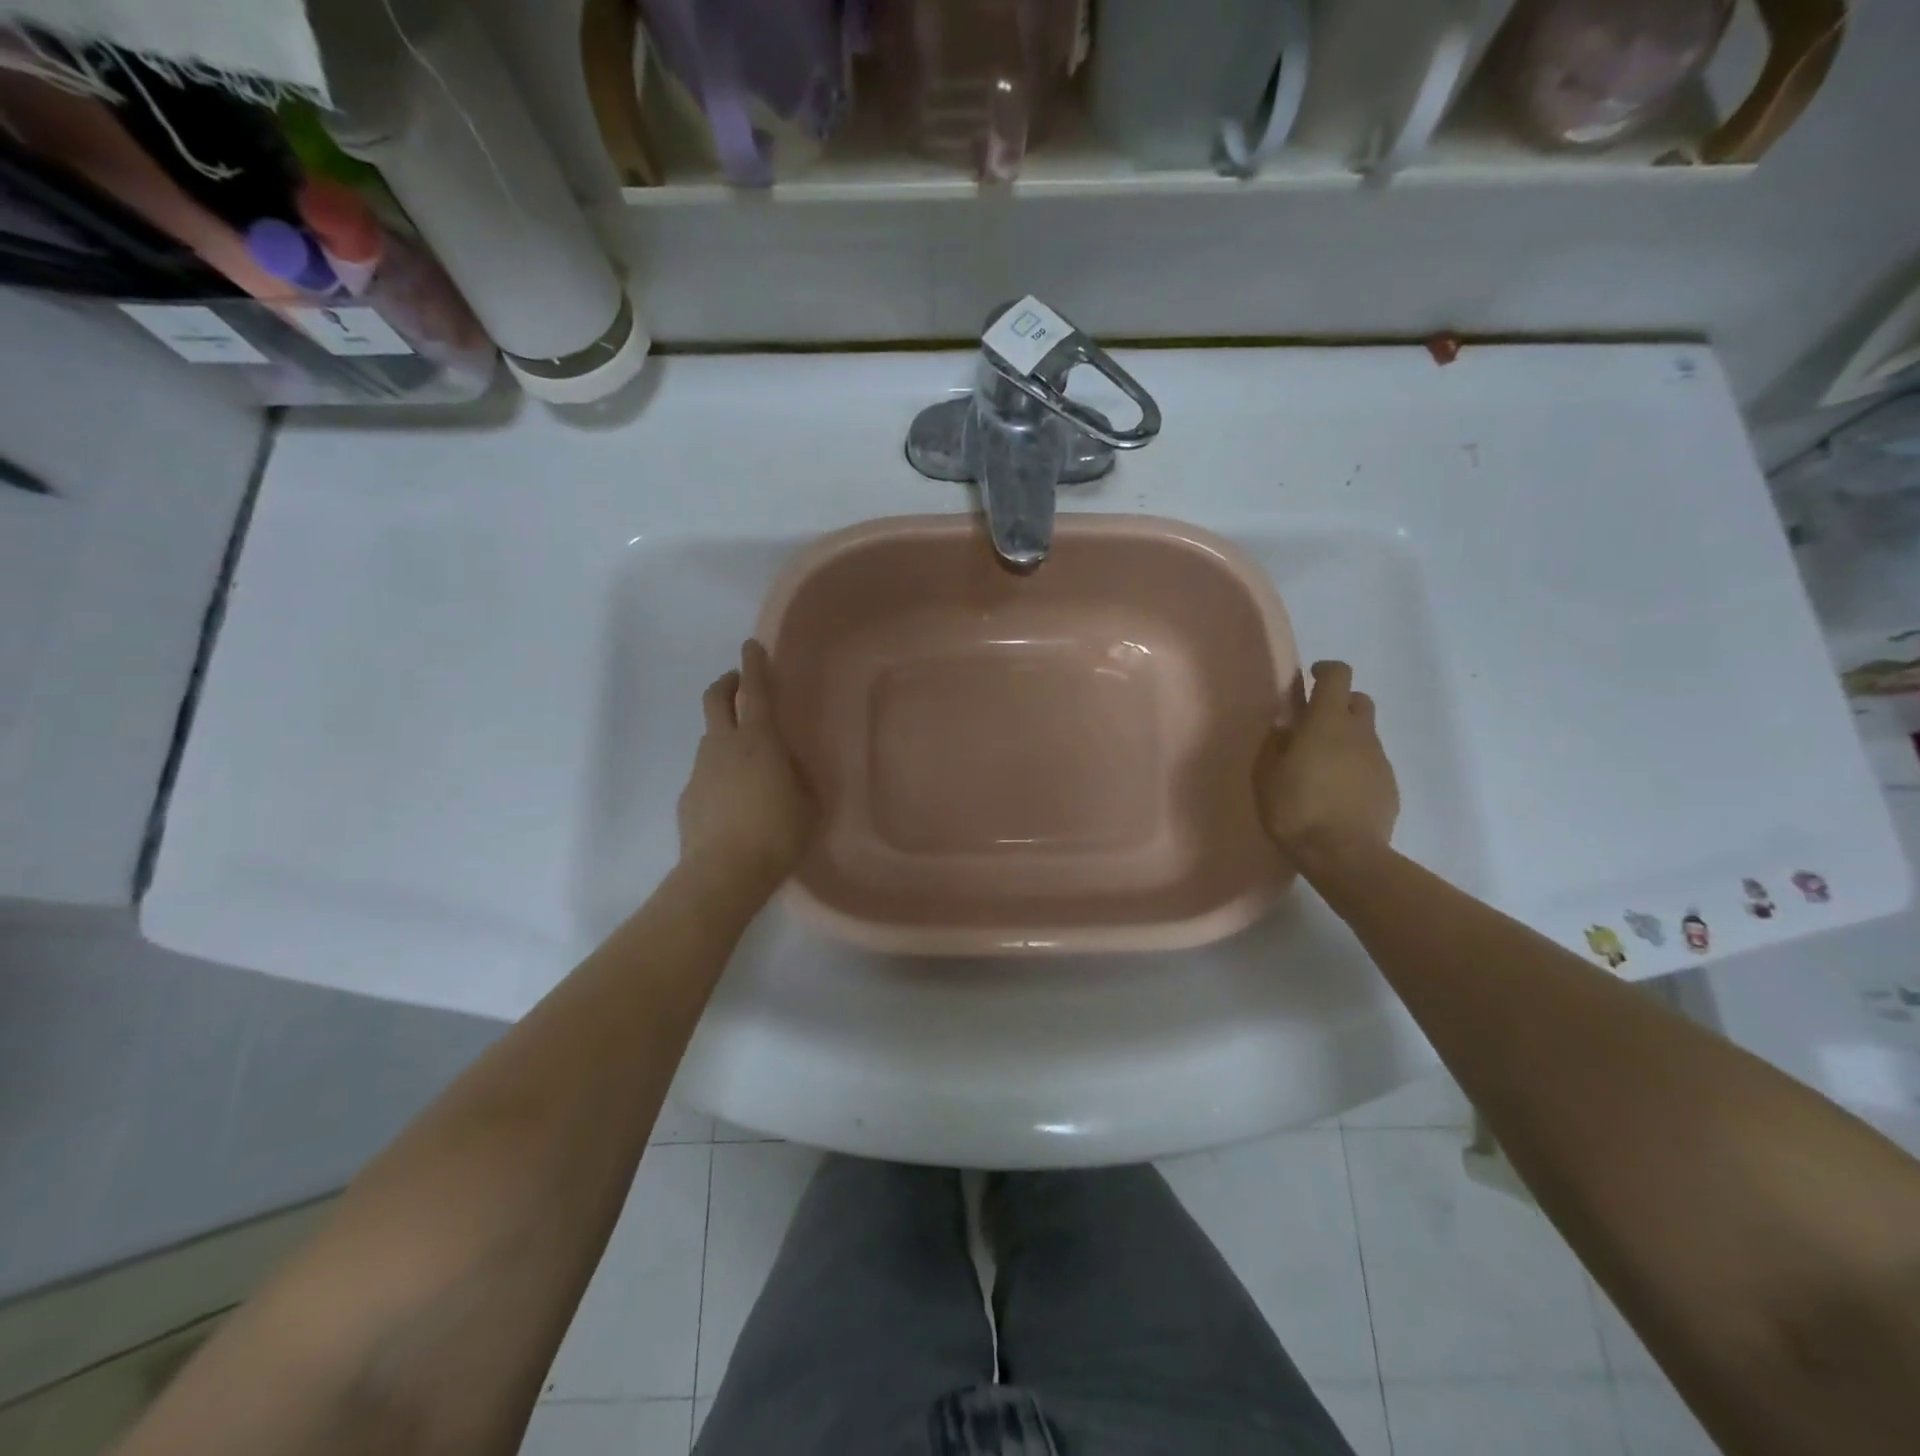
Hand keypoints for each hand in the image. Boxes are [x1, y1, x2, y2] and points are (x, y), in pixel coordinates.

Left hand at [677, 641, 816, 892]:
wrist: (723, 874)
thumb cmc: (777, 834)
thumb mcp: (807, 803)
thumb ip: (798, 776)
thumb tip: (788, 766)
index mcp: (759, 741)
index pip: (755, 690)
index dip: (755, 664)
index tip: (752, 646)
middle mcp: (724, 746)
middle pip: (716, 699)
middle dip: (727, 684)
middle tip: (739, 685)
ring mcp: (701, 770)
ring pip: (711, 738)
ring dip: (725, 735)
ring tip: (748, 762)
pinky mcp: (688, 797)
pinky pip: (707, 774)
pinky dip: (720, 775)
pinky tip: (734, 803)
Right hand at [1254, 660, 1398, 871]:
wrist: (1342, 855)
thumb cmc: (1295, 808)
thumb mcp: (1266, 774)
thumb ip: (1275, 743)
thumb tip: (1285, 727)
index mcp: (1327, 722)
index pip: (1338, 676)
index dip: (1325, 671)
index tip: (1309, 679)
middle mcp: (1359, 733)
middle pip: (1358, 700)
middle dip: (1339, 704)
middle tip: (1314, 726)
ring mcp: (1379, 760)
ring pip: (1365, 734)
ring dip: (1346, 739)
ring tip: (1321, 766)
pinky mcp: (1389, 786)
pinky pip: (1371, 764)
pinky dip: (1355, 767)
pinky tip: (1337, 792)